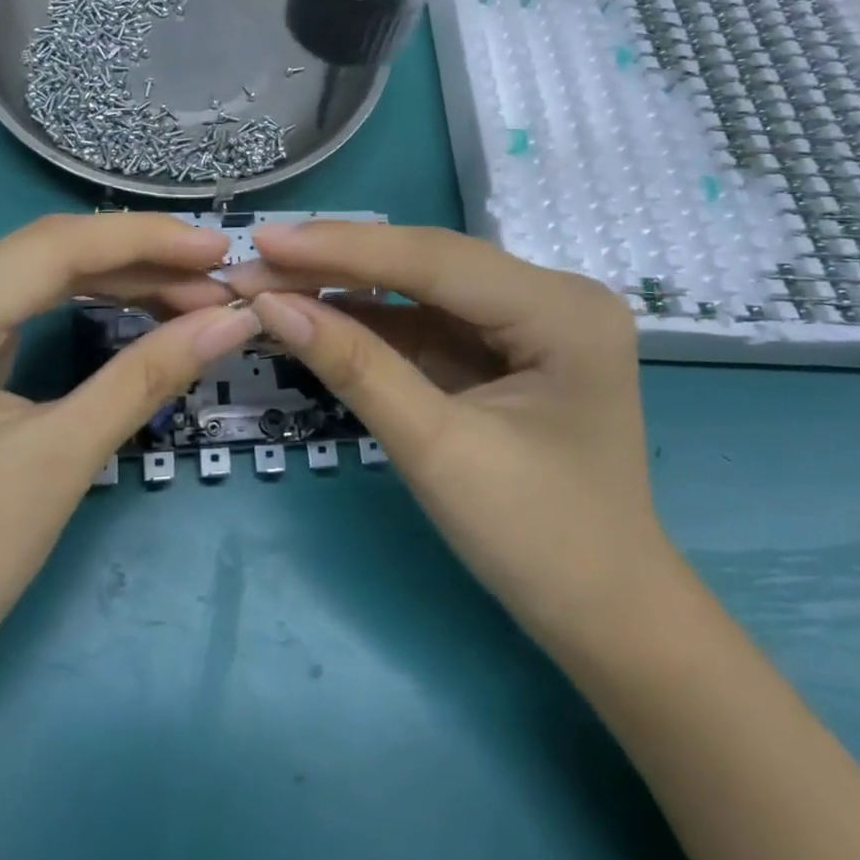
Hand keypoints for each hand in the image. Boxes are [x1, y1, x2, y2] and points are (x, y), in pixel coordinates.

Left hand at [0, 213, 257, 710]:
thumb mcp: (60, 462)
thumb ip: (148, 376)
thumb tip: (232, 321)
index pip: (53, 248)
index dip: (145, 241)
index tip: (221, 252)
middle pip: (44, 257)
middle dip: (139, 264)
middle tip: (218, 284)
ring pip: (32, 281)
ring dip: (114, 283)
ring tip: (191, 296)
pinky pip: (16, 311)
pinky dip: (79, 308)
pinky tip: (130, 309)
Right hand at [225, 222, 671, 658]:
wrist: (604, 619)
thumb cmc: (537, 542)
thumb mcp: (437, 450)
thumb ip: (356, 367)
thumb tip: (272, 306)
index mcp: (561, 310)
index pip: (435, 260)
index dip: (343, 248)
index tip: (265, 240)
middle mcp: (552, 296)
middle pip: (427, 264)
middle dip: (337, 264)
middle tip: (256, 263)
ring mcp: (528, 320)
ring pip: (420, 287)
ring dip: (346, 288)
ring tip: (271, 283)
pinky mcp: (502, 347)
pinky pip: (426, 320)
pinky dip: (369, 320)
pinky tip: (316, 311)